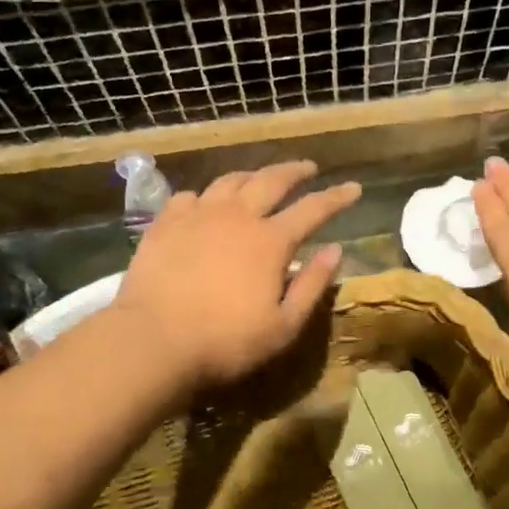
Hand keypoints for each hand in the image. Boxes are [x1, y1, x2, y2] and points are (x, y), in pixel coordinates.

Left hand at [115, 160, 361, 393]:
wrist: (153, 340)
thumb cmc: (226, 341)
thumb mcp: (283, 326)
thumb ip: (312, 285)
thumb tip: (336, 250)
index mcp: (271, 241)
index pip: (313, 209)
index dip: (337, 198)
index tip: (354, 188)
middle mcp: (237, 217)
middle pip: (271, 181)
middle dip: (294, 171)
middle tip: (308, 167)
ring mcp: (197, 216)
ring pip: (230, 181)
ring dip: (252, 175)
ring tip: (260, 177)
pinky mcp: (164, 224)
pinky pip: (190, 197)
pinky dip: (206, 196)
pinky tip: (205, 203)